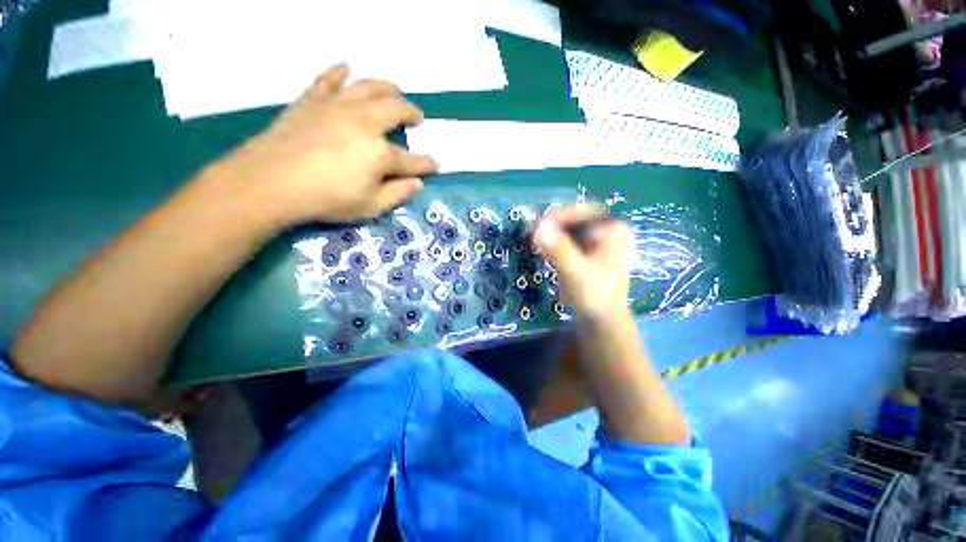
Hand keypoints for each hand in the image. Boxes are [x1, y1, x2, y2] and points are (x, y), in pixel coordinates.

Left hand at [214, 64, 437, 225]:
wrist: (270, 182)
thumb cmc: (326, 200)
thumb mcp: (370, 207)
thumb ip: (397, 194)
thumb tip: (418, 183)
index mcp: (380, 154)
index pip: (411, 160)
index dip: (426, 164)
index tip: (435, 164)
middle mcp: (364, 123)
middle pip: (395, 109)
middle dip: (411, 113)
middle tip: (417, 117)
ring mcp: (337, 107)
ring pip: (368, 87)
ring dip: (386, 87)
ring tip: (395, 90)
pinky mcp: (312, 100)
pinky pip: (328, 80)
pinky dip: (338, 73)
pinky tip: (346, 68)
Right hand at [533, 204, 634, 321]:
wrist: (602, 320)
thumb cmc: (594, 296)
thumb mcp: (576, 273)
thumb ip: (559, 250)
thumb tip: (539, 227)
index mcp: (615, 231)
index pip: (583, 211)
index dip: (559, 217)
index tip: (539, 227)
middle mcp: (610, 231)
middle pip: (577, 219)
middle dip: (554, 227)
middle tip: (536, 236)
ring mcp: (601, 241)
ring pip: (572, 229)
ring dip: (554, 235)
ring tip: (539, 245)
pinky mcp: (591, 252)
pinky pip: (571, 239)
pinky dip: (557, 244)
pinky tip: (547, 253)